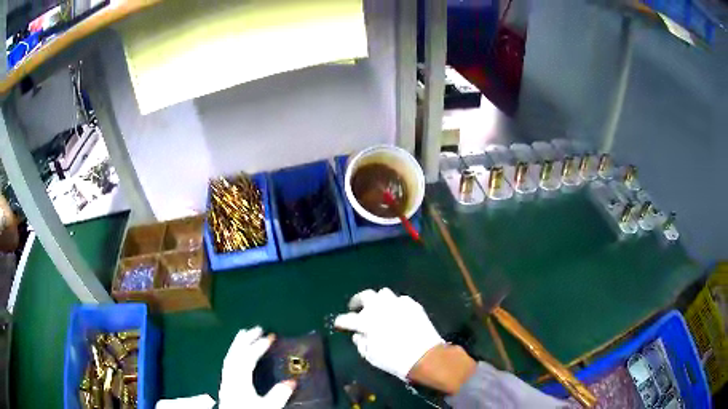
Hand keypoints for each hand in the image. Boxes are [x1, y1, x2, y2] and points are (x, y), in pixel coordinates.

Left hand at [218, 327, 295, 408]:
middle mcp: (229, 377)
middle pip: (234, 353)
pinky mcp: (226, 385)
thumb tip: (292, 382)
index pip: (248, 357)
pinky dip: (234, 353)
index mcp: (239, 380)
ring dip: (238, 344)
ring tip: (245, 334)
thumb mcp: (267, 407)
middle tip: (257, 328)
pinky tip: (239, 355)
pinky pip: (229, 363)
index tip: (271, 336)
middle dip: (246, 339)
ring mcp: (226, 380)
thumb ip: (278, 395)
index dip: (258, 345)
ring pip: (229, 357)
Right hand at [333, 288, 445, 380]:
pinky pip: (401, 300)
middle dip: (358, 301)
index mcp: (366, 322)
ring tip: (379, 308)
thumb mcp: (371, 356)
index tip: (339, 323)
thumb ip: (361, 343)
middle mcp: (379, 308)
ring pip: (383, 293)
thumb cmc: (393, 360)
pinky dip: (396, 305)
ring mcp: (397, 304)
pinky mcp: (412, 305)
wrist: (423, 356)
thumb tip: (358, 335)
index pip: (347, 318)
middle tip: (356, 308)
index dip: (341, 321)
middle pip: (365, 296)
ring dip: (378, 300)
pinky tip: (397, 312)